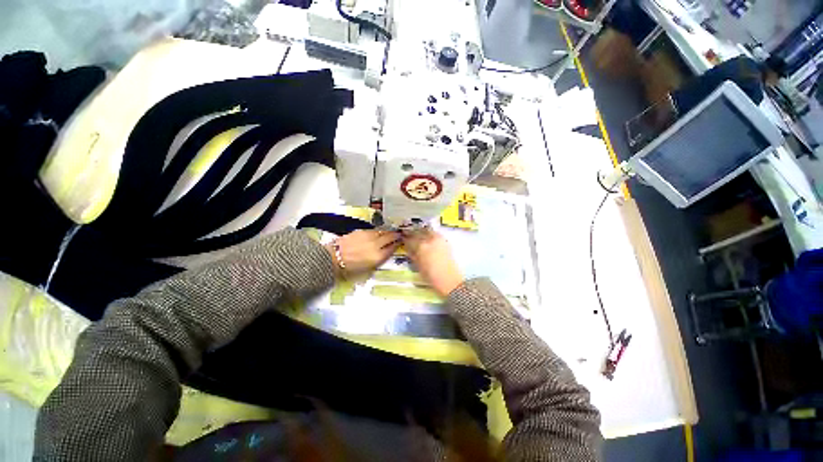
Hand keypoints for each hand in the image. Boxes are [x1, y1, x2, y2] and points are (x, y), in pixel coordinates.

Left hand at [325, 229, 400, 276]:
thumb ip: (379, 260)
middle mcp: (376, 245)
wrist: (334, 258)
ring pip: (383, 232)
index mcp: (378, 256)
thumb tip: (385, 253)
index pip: (392, 248)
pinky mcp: (362, 231)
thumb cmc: (350, 268)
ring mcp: (369, 236)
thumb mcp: (368, 268)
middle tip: (399, 234)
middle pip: (390, 237)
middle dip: (396, 235)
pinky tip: (379, 232)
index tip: (400, 242)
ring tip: (391, 232)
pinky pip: (374, 230)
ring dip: (388, 232)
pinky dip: (378, 231)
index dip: (397, 245)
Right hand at [402, 228, 463, 296]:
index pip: (409, 239)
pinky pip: (434, 233)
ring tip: (419, 236)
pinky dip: (430, 233)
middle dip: (412, 233)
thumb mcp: (418, 266)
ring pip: (427, 230)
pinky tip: (428, 238)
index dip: (405, 239)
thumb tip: (408, 248)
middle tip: (409, 236)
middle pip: (418, 232)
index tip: (402, 239)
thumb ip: (413, 255)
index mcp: (420, 247)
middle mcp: (429, 239)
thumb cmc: (431, 277)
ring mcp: (438, 239)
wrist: (449, 279)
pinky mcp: (444, 241)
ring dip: (421, 231)